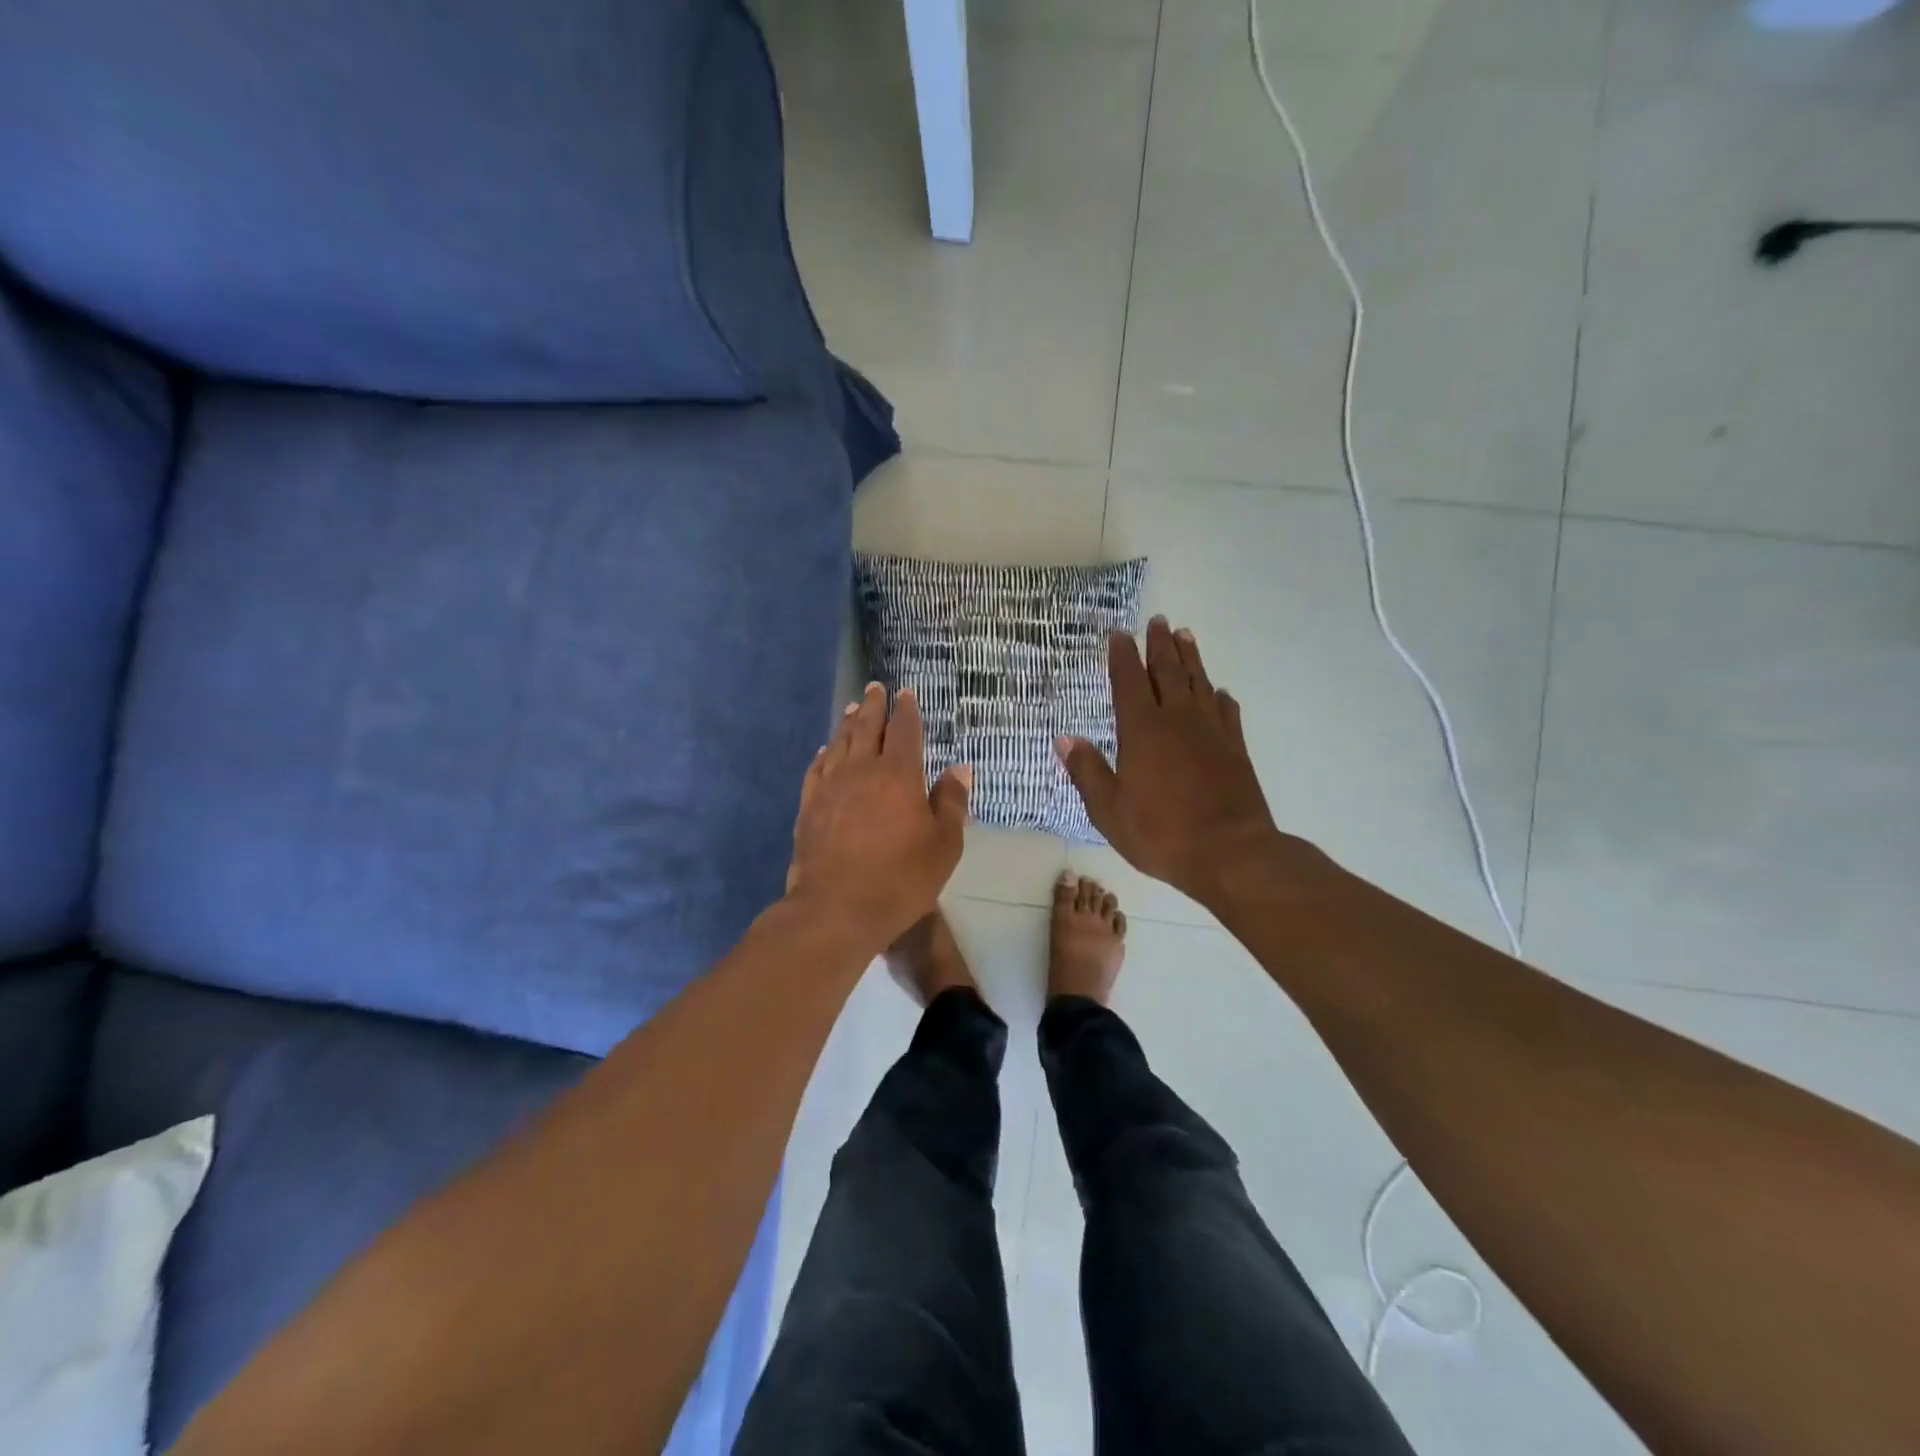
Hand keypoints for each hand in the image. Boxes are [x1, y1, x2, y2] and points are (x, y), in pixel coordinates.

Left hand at [787, 682, 971, 947]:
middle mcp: (861, 770)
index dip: (906, 710)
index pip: (904, 730)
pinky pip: (817, 769)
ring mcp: (830, 787)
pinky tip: (825, 750)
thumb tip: (959, 767)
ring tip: (852, 709)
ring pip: (839, 743)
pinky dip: (824, 754)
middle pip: (867, 727)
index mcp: (898, 774)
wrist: (837, 908)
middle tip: (875, 688)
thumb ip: (952, 802)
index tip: (906, 694)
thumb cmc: (901, 878)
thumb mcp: (944, 845)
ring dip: (848, 723)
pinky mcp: (809, 806)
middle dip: (873, 706)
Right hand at [1056, 619, 1290, 908]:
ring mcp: (1211, 732)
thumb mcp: (1108, 809)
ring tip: (1184, 636)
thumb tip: (1064, 739)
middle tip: (1157, 621)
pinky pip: (1226, 712)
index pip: (1129, 682)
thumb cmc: (1161, 833)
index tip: (1119, 635)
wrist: (1231, 853)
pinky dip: (1219, 697)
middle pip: (1168, 671)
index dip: (1123, 656)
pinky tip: (1218, 692)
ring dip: (1190, 658)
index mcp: (1142, 730)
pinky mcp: (1235, 749)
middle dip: (1159, 645)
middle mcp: (1178, 720)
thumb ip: (1087, 771)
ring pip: (1199, 683)